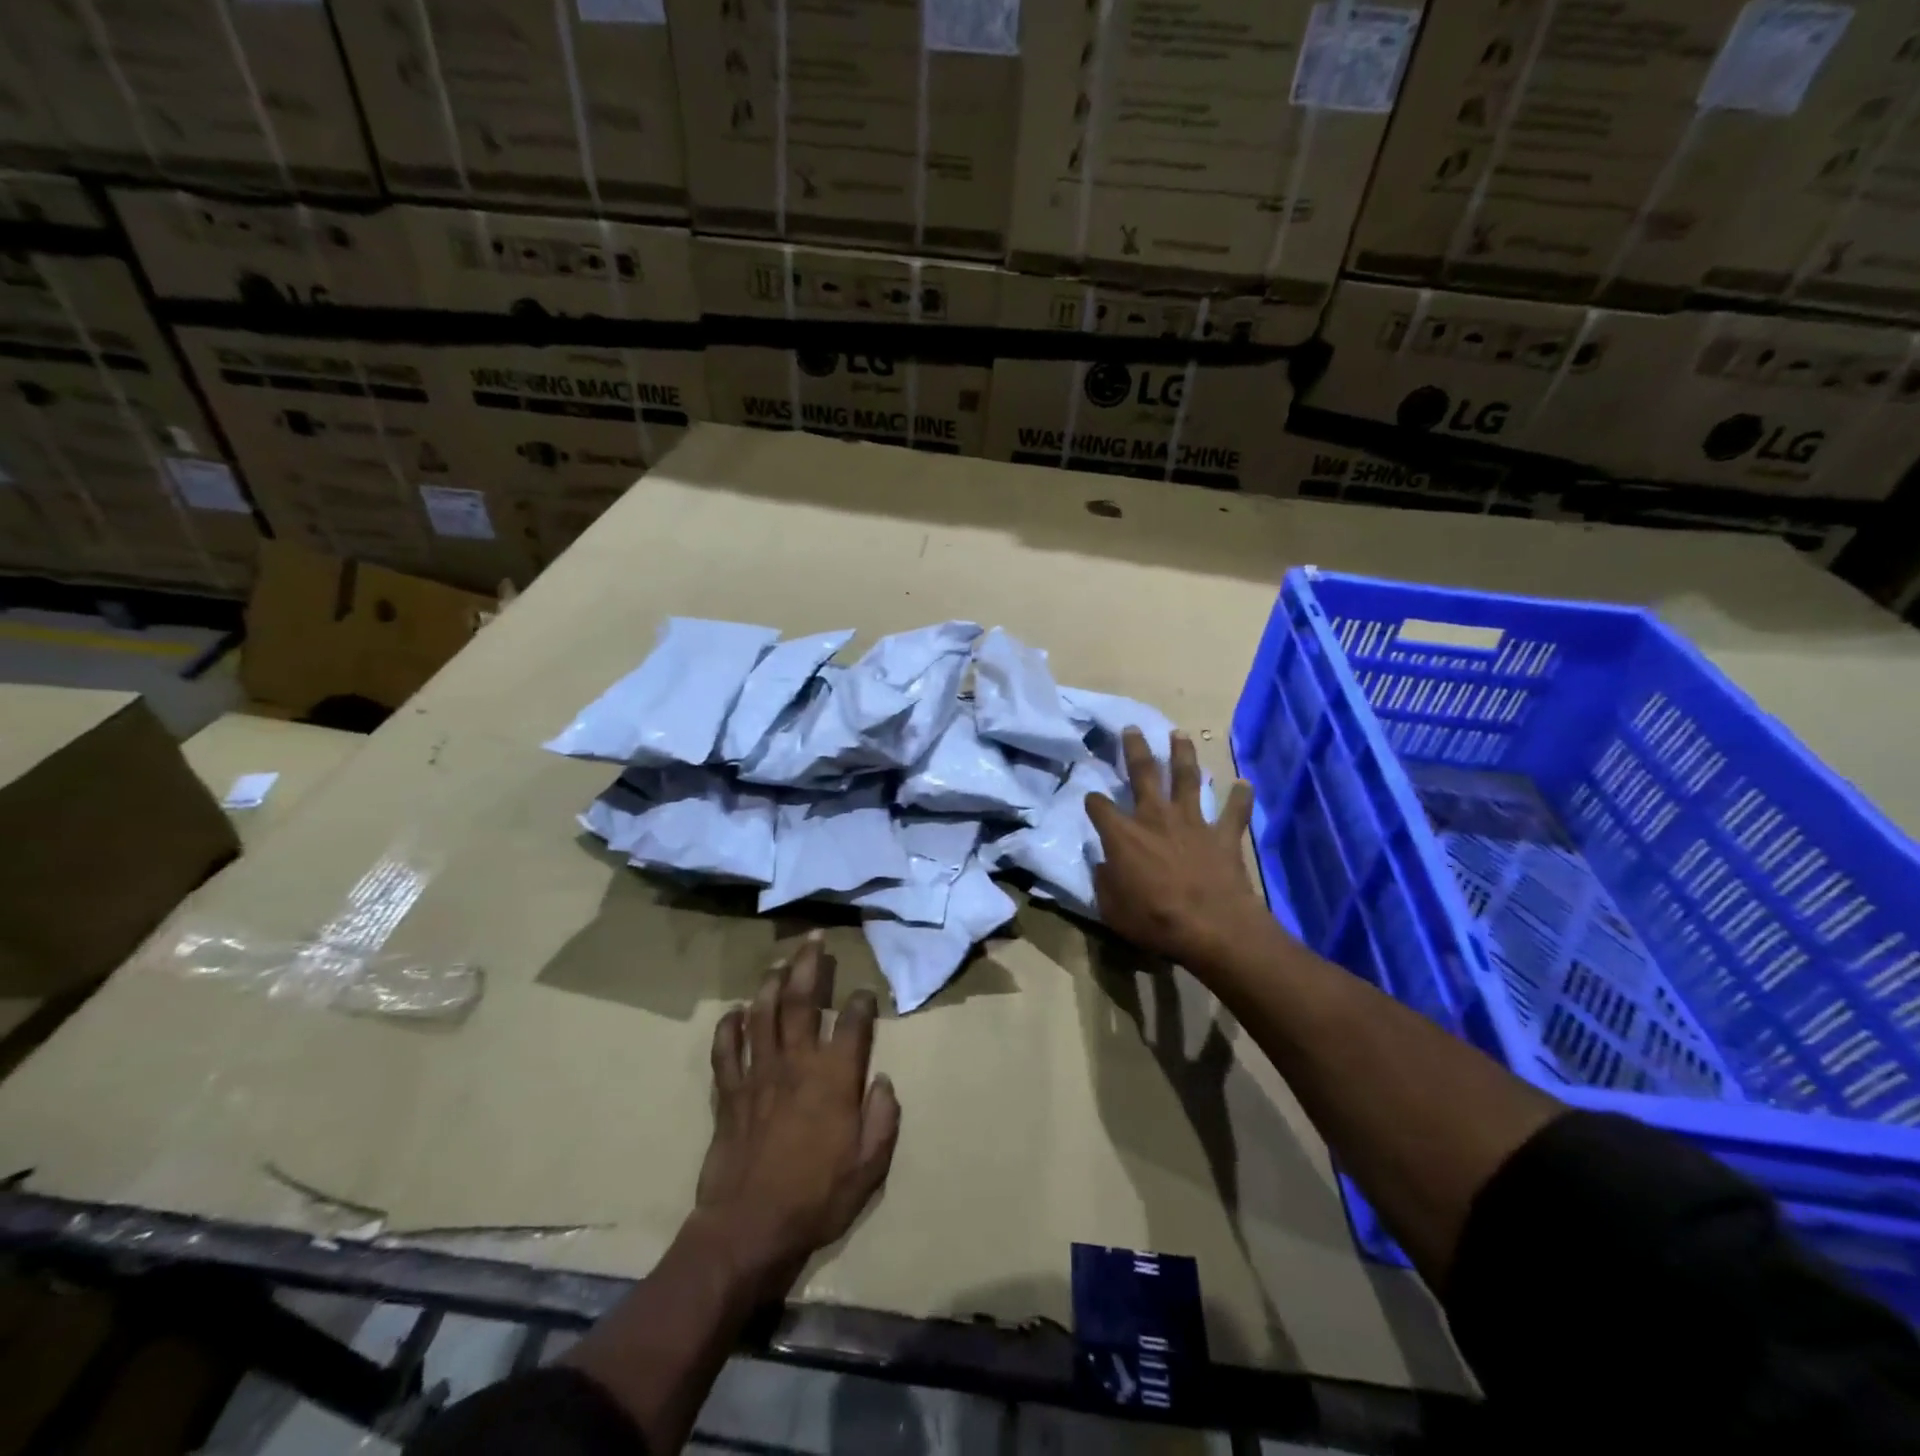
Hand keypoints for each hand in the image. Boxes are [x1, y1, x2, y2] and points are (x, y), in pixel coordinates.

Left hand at [694, 933, 899, 1303]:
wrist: (749, 1230)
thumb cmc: (816, 1198)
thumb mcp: (869, 1166)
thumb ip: (883, 1119)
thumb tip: (883, 1081)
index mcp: (833, 1078)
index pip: (851, 1023)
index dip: (861, 1002)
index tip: (865, 992)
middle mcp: (795, 1064)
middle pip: (800, 1001)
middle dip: (809, 965)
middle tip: (814, 938)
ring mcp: (758, 1075)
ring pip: (762, 1014)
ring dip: (770, 983)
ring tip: (779, 961)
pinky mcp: (729, 1093)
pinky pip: (726, 1050)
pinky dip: (729, 1027)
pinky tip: (735, 1012)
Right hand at [1085, 727, 1267, 974]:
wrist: (1212, 927)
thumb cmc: (1154, 920)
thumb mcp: (1111, 908)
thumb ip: (1105, 881)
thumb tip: (1103, 865)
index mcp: (1123, 835)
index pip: (1099, 807)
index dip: (1092, 801)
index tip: (1091, 799)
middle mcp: (1155, 817)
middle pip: (1143, 773)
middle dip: (1135, 749)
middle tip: (1132, 728)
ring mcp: (1193, 822)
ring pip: (1187, 778)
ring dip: (1183, 754)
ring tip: (1180, 734)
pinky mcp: (1223, 835)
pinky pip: (1235, 811)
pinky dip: (1241, 796)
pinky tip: (1245, 782)